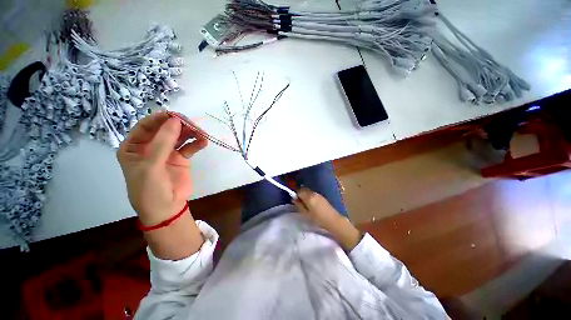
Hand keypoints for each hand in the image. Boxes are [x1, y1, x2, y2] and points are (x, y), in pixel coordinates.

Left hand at [117, 112, 207, 225]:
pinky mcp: (181, 158)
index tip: (176, 115)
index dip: (160, 119)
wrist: (167, 209)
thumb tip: (175, 120)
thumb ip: (163, 143)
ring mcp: (167, 152)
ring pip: (179, 137)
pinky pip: (189, 147)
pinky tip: (204, 142)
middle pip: (165, 130)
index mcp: (134, 147)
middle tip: (193, 125)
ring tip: (201, 133)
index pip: (146, 126)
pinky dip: (197, 143)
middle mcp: (150, 147)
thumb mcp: (151, 166)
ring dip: (190, 133)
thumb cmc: (150, 190)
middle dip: (179, 126)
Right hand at [293, 187, 361, 250]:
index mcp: (309, 197)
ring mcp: (319, 194)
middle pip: (304, 189)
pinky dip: (310, 197)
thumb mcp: (306, 214)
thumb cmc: (318, 219)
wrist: (333, 221)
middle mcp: (313, 193)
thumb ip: (299, 205)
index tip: (295, 201)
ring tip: (306, 205)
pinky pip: (313, 194)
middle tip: (300, 203)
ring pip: (309, 191)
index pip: (299, 191)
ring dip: (306, 195)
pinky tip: (312, 205)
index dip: (296, 195)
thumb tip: (294, 199)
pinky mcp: (322, 197)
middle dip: (300, 194)